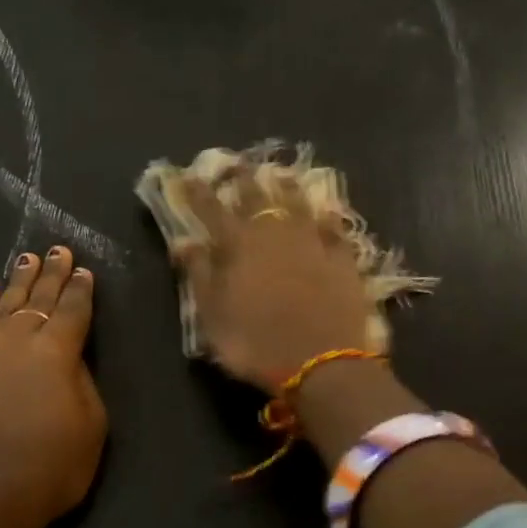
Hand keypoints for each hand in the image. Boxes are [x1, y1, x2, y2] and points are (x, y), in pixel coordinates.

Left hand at [0, 248, 106, 527]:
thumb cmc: (49, 468)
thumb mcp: (91, 428)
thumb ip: (83, 383)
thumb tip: (70, 359)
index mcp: (57, 350)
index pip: (73, 309)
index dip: (80, 289)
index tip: (83, 269)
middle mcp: (18, 338)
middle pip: (38, 297)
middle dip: (51, 272)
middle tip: (57, 249)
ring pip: (2, 303)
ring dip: (16, 280)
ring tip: (25, 259)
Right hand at [175, 167, 374, 390]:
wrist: (323, 364)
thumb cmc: (256, 344)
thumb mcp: (213, 317)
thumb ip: (198, 274)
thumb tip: (183, 241)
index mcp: (238, 245)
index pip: (212, 209)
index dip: (198, 192)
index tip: (188, 175)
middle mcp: (275, 233)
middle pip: (257, 196)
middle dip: (243, 178)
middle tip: (238, 163)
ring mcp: (313, 242)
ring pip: (298, 202)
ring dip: (286, 186)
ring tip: (280, 172)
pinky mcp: (343, 258)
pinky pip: (334, 228)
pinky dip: (327, 215)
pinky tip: (327, 208)